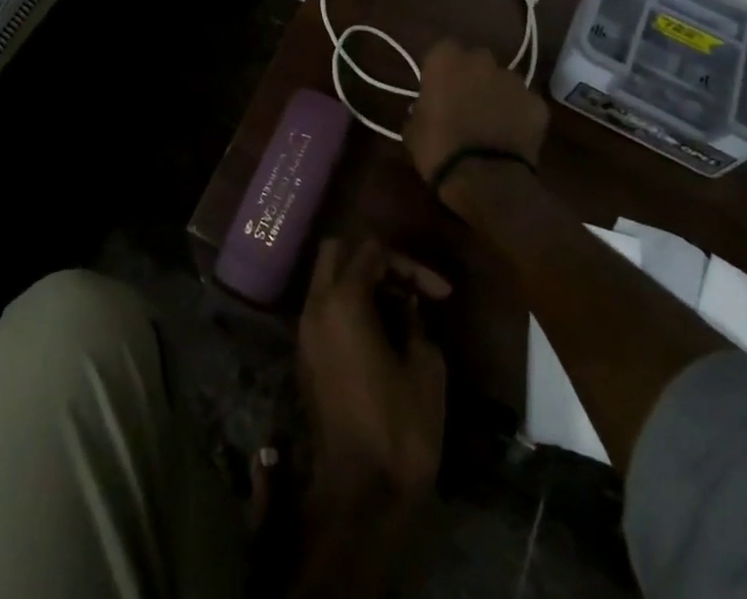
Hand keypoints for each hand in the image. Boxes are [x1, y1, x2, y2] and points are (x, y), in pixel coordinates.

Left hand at [297, 238, 449, 501]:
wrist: (360, 495)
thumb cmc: (400, 428)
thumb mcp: (426, 367)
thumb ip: (416, 320)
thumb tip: (408, 305)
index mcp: (343, 301)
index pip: (372, 251)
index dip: (410, 265)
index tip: (441, 295)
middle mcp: (316, 306)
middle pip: (336, 251)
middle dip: (374, 259)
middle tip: (409, 286)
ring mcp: (305, 332)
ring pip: (326, 279)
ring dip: (359, 281)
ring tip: (399, 307)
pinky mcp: (305, 357)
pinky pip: (323, 309)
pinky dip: (347, 305)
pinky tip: (379, 330)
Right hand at [405, 40, 550, 198]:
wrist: (486, 180)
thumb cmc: (439, 150)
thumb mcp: (413, 129)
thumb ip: (421, 108)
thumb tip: (426, 108)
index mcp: (446, 61)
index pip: (443, 49)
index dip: (442, 68)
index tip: (438, 88)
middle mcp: (482, 61)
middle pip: (477, 60)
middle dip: (472, 76)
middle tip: (464, 103)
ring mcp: (514, 81)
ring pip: (503, 81)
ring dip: (496, 94)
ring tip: (491, 123)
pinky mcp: (537, 104)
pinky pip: (525, 103)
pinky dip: (519, 115)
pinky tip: (512, 137)